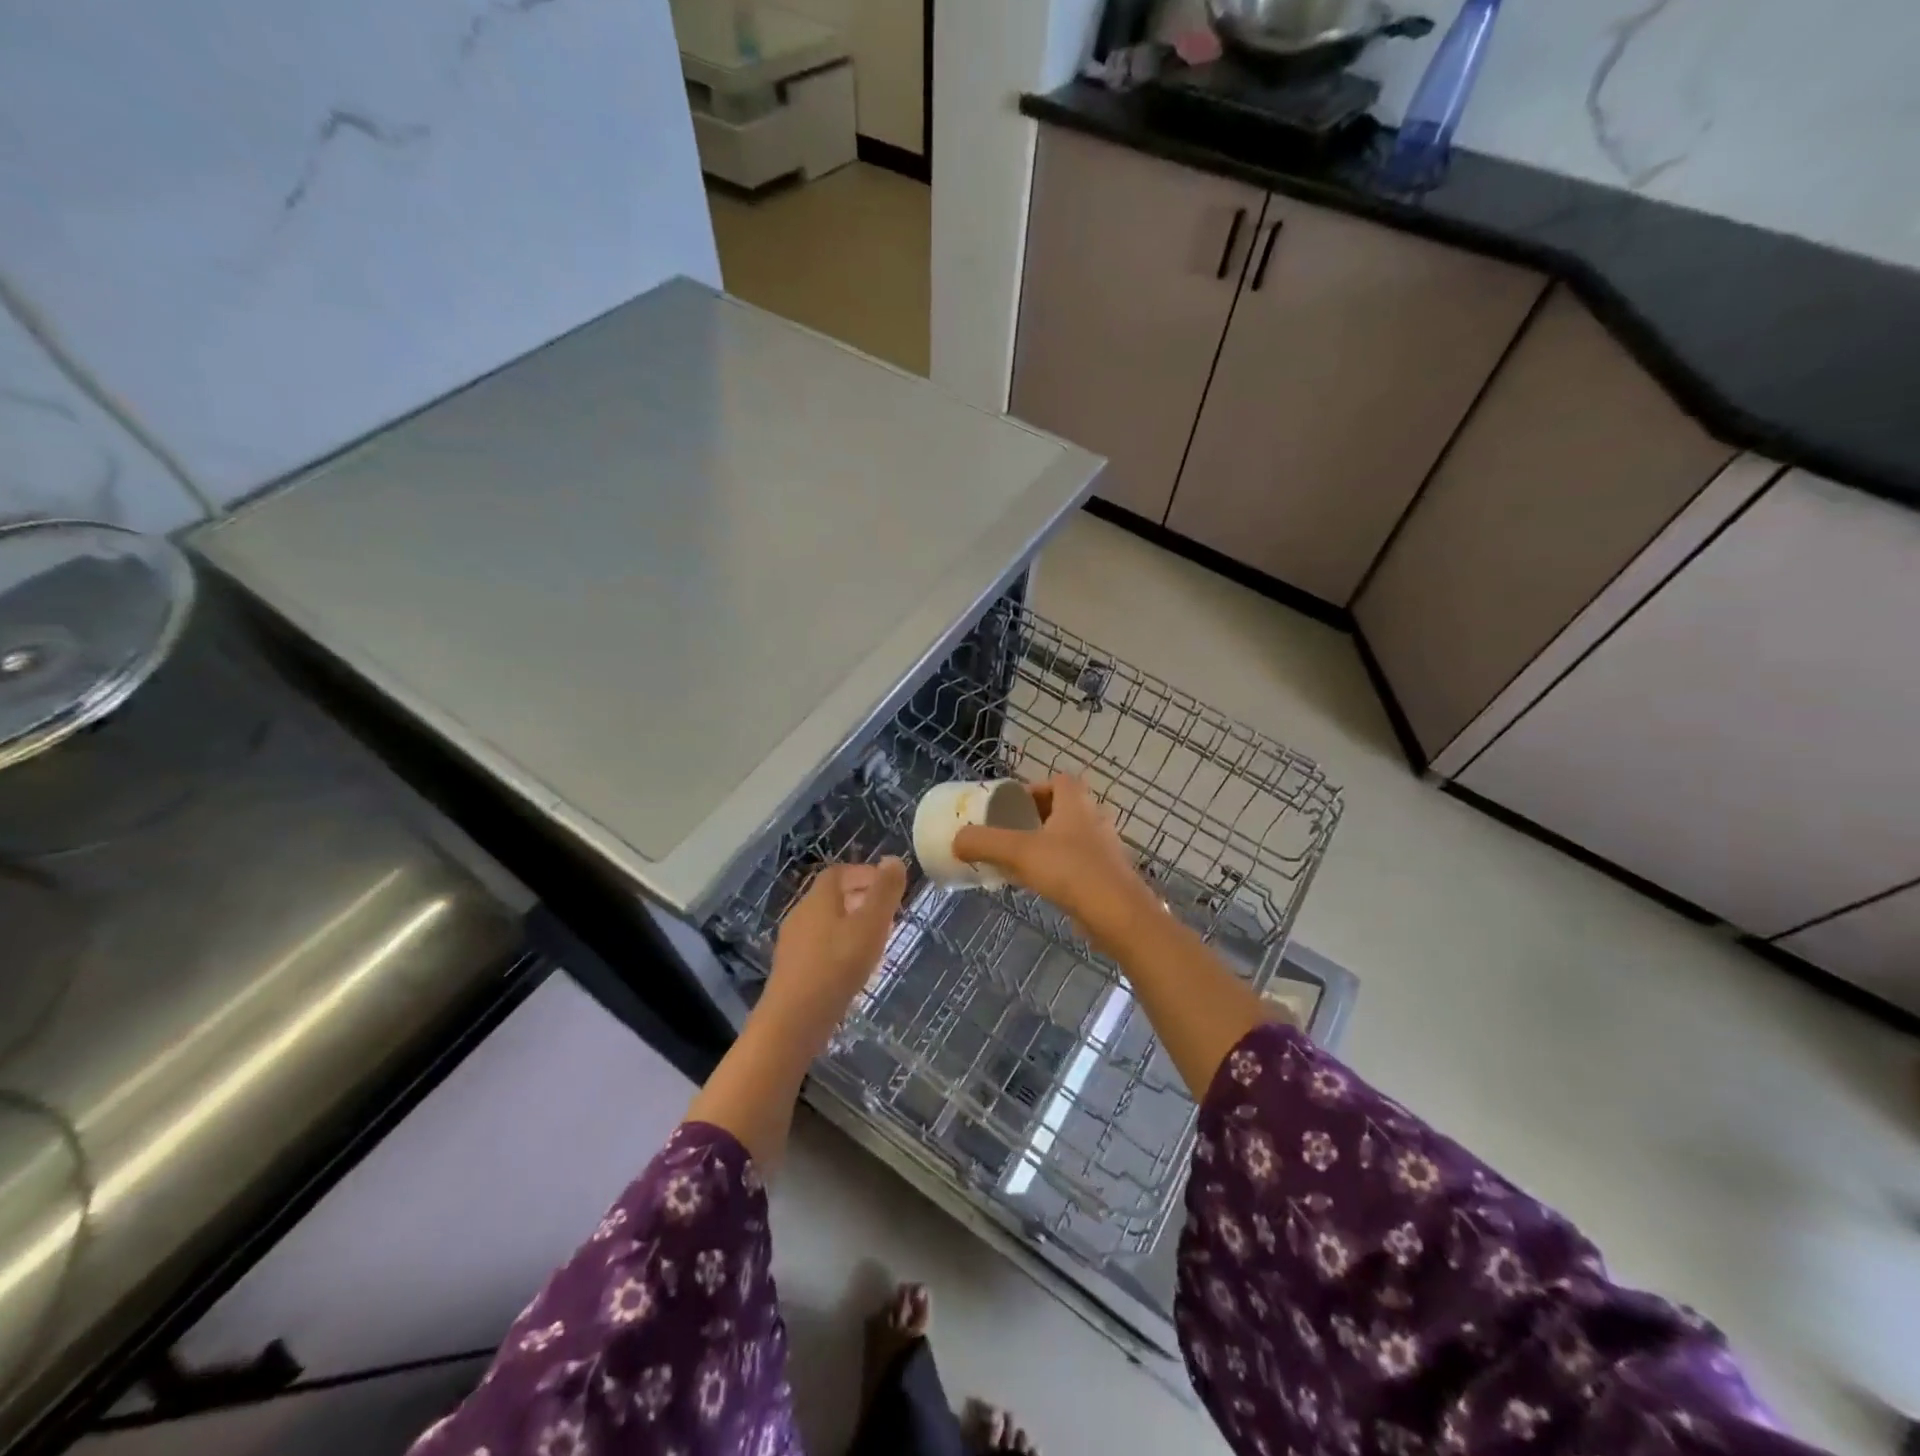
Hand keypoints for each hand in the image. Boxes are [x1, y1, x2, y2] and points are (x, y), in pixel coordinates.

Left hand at [760, 858, 907, 1036]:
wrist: (794, 1021)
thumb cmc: (837, 965)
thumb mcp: (871, 924)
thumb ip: (885, 891)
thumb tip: (893, 859)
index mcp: (818, 899)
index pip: (838, 873)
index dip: (864, 874)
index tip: (888, 887)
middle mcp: (801, 915)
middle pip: (831, 897)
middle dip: (861, 899)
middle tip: (888, 914)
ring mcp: (793, 944)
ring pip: (826, 923)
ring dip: (852, 925)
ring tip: (877, 942)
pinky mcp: (793, 970)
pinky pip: (820, 947)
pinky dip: (840, 947)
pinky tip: (855, 969)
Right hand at [953, 776, 1161, 953]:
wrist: (1118, 914)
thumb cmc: (1070, 871)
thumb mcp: (1018, 852)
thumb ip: (985, 843)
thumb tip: (957, 840)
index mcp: (1076, 803)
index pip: (1059, 780)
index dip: (1035, 788)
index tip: (1013, 807)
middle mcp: (1095, 819)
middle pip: (1065, 808)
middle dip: (1038, 818)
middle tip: (1013, 834)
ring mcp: (1105, 848)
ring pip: (1073, 837)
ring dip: (1049, 844)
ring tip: (1022, 861)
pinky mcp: (1108, 876)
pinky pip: (1080, 863)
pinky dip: (1061, 868)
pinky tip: (1042, 886)